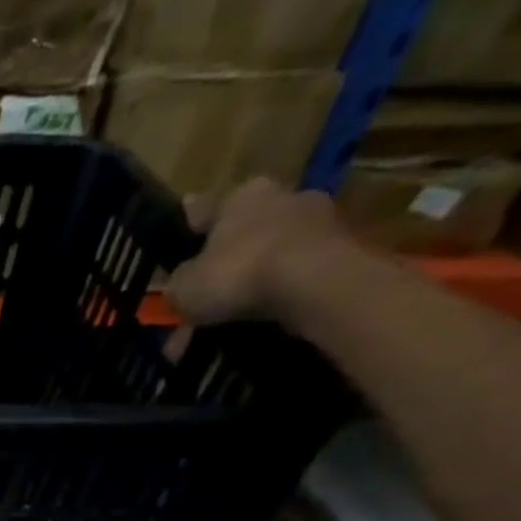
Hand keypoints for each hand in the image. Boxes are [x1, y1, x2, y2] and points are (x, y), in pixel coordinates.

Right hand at [164, 178, 350, 328]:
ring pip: (270, 257)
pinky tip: (259, 324)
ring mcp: (318, 222)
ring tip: (230, 321)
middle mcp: (281, 198)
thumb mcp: (184, 287)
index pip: (204, 208)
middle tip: (205, 295)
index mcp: (239, 196)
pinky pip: (296, 277)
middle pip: (243, 233)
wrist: (316, 283)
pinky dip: (277, 298)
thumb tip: (179, 288)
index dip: (189, 227)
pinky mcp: (343, 251)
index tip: (182, 235)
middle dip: (223, 264)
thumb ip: (177, 285)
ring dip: (251, 285)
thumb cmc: (239, 272)